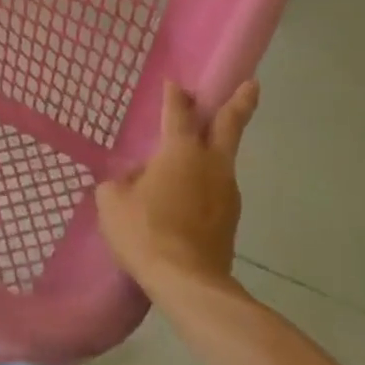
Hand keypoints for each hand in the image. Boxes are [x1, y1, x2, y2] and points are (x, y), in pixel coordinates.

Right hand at [97, 80, 258, 293]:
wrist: (188, 282)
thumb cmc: (145, 232)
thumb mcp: (112, 201)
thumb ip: (121, 182)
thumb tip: (136, 178)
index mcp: (181, 152)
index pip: (178, 113)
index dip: (174, 96)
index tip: (175, 83)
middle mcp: (211, 164)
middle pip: (230, 125)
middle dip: (240, 102)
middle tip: (251, 84)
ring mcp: (227, 192)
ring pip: (222, 161)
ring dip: (213, 151)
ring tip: (189, 160)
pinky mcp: (230, 219)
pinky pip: (215, 191)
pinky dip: (204, 185)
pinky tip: (184, 198)